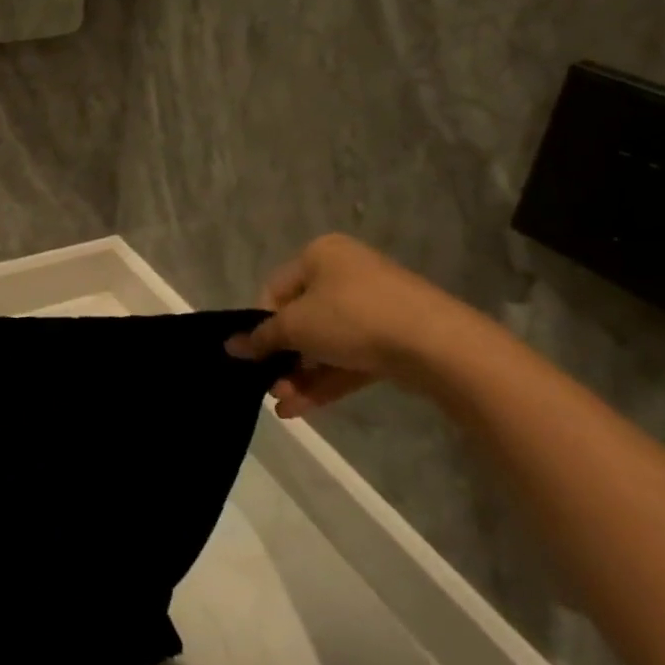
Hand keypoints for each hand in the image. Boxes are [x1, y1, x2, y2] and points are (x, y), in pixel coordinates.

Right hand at [226, 235, 466, 416]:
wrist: (435, 343)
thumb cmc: (351, 317)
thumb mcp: (296, 326)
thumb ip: (261, 338)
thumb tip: (229, 345)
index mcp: (320, 255)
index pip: (275, 290)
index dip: (261, 324)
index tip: (255, 355)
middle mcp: (346, 273)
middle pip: (301, 319)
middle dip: (283, 357)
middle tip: (269, 384)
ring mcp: (373, 306)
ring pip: (326, 343)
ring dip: (301, 374)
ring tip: (283, 404)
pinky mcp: (394, 337)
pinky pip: (350, 357)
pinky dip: (326, 379)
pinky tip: (301, 408)